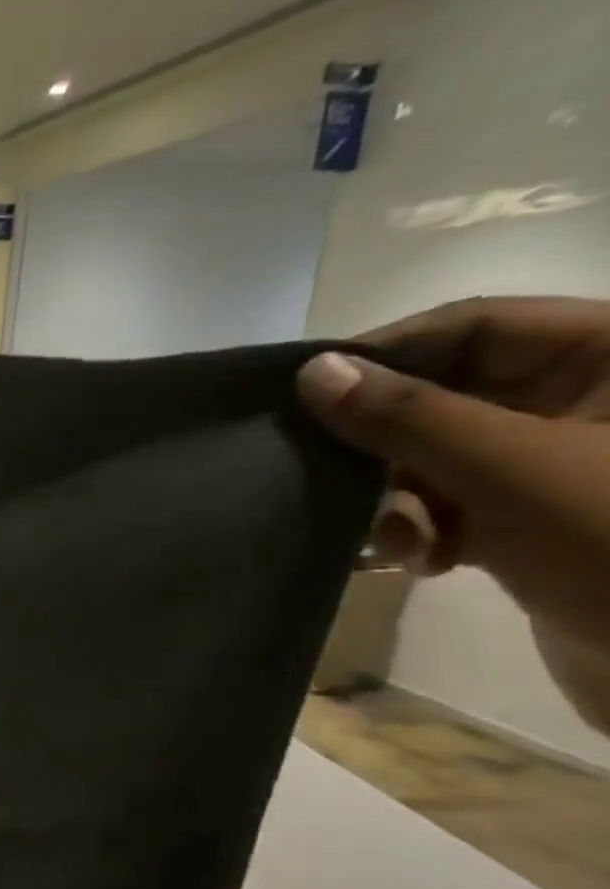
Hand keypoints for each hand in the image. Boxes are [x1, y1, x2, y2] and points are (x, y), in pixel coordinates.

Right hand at [296, 297, 609, 727]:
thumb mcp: (512, 471)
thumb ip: (408, 417)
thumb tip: (313, 372)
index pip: (478, 326)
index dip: (389, 352)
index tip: (308, 393)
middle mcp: (591, 403)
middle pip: (448, 394)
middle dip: (384, 443)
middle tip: (329, 476)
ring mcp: (564, 465)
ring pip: (438, 454)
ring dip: (396, 497)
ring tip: (387, 541)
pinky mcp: (541, 519)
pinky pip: (453, 502)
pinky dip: (420, 529)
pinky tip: (412, 562)